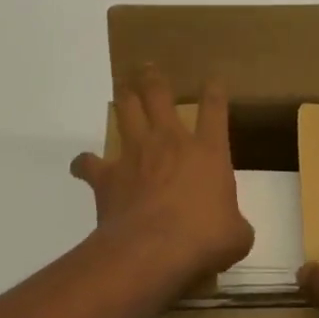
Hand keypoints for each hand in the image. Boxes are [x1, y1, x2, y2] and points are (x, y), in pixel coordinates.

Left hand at [71, 67, 253, 292]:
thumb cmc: (203, 238)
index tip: (212, 79)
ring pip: (126, 111)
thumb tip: (234, 232)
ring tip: (122, 87)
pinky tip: (82, 165)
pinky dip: (84, 163)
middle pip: (159, 96)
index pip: (214, 109)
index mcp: (208, 151)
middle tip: (147, 67)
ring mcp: (136, 154)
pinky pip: (88, 163)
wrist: (153, 250)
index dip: (214, 91)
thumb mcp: (236, 236)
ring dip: (124, 97)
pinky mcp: (107, 176)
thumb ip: (236, 226)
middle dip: (154, 78)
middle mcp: (170, 142)